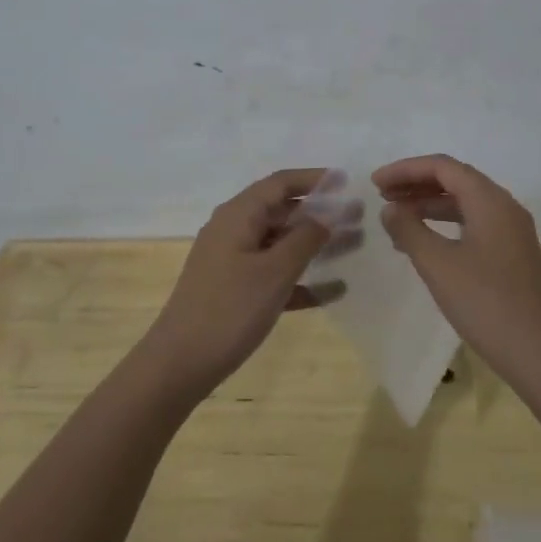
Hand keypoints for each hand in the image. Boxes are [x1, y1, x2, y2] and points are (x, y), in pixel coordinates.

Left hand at [146, 168, 346, 394]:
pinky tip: (333, 291)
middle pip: (282, 211)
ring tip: (354, 244)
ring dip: (315, 243)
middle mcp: (233, 230)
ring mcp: (231, 260)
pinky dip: (300, 278)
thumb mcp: (275, 271)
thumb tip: (325, 214)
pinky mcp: (233, 289)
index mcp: (238, 215)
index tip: (347, 181)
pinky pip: (272, 273)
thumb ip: (304, 239)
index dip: (314, 179)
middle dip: (320, 212)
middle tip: (359, 216)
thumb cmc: (230, 309)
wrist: (181, 363)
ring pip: (280, 242)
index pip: (280, 184)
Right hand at [373, 154, 540, 383]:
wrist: (538, 352)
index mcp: (490, 201)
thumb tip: (391, 209)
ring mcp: (511, 231)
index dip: (406, 170)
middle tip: (381, 195)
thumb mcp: (437, 264)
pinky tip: (423, 243)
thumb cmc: (485, 302)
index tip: (375, 183)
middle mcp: (504, 207)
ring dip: (428, 204)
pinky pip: (473, 223)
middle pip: (455, 180)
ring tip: (395, 217)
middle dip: (416, 184)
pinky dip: (444, 224)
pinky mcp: (511, 253)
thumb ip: (409, 230)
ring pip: (464, 203)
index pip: (443, 167)